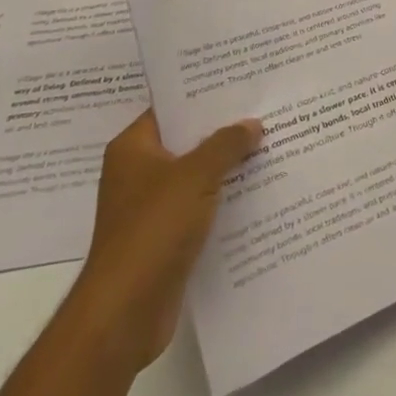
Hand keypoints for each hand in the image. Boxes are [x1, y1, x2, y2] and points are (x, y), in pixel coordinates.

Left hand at [65, 109, 262, 375]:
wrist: (123, 315)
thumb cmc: (152, 231)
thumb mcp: (195, 176)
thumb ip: (226, 144)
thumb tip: (252, 123)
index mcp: (133, 149)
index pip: (171, 108)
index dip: (205, 94)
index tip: (242, 81)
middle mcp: (138, 173)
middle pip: (187, 141)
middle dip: (224, 130)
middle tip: (266, 109)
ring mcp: (151, 208)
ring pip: (197, 176)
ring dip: (228, 167)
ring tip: (272, 145)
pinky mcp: (165, 239)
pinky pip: (201, 207)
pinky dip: (224, 200)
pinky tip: (259, 191)